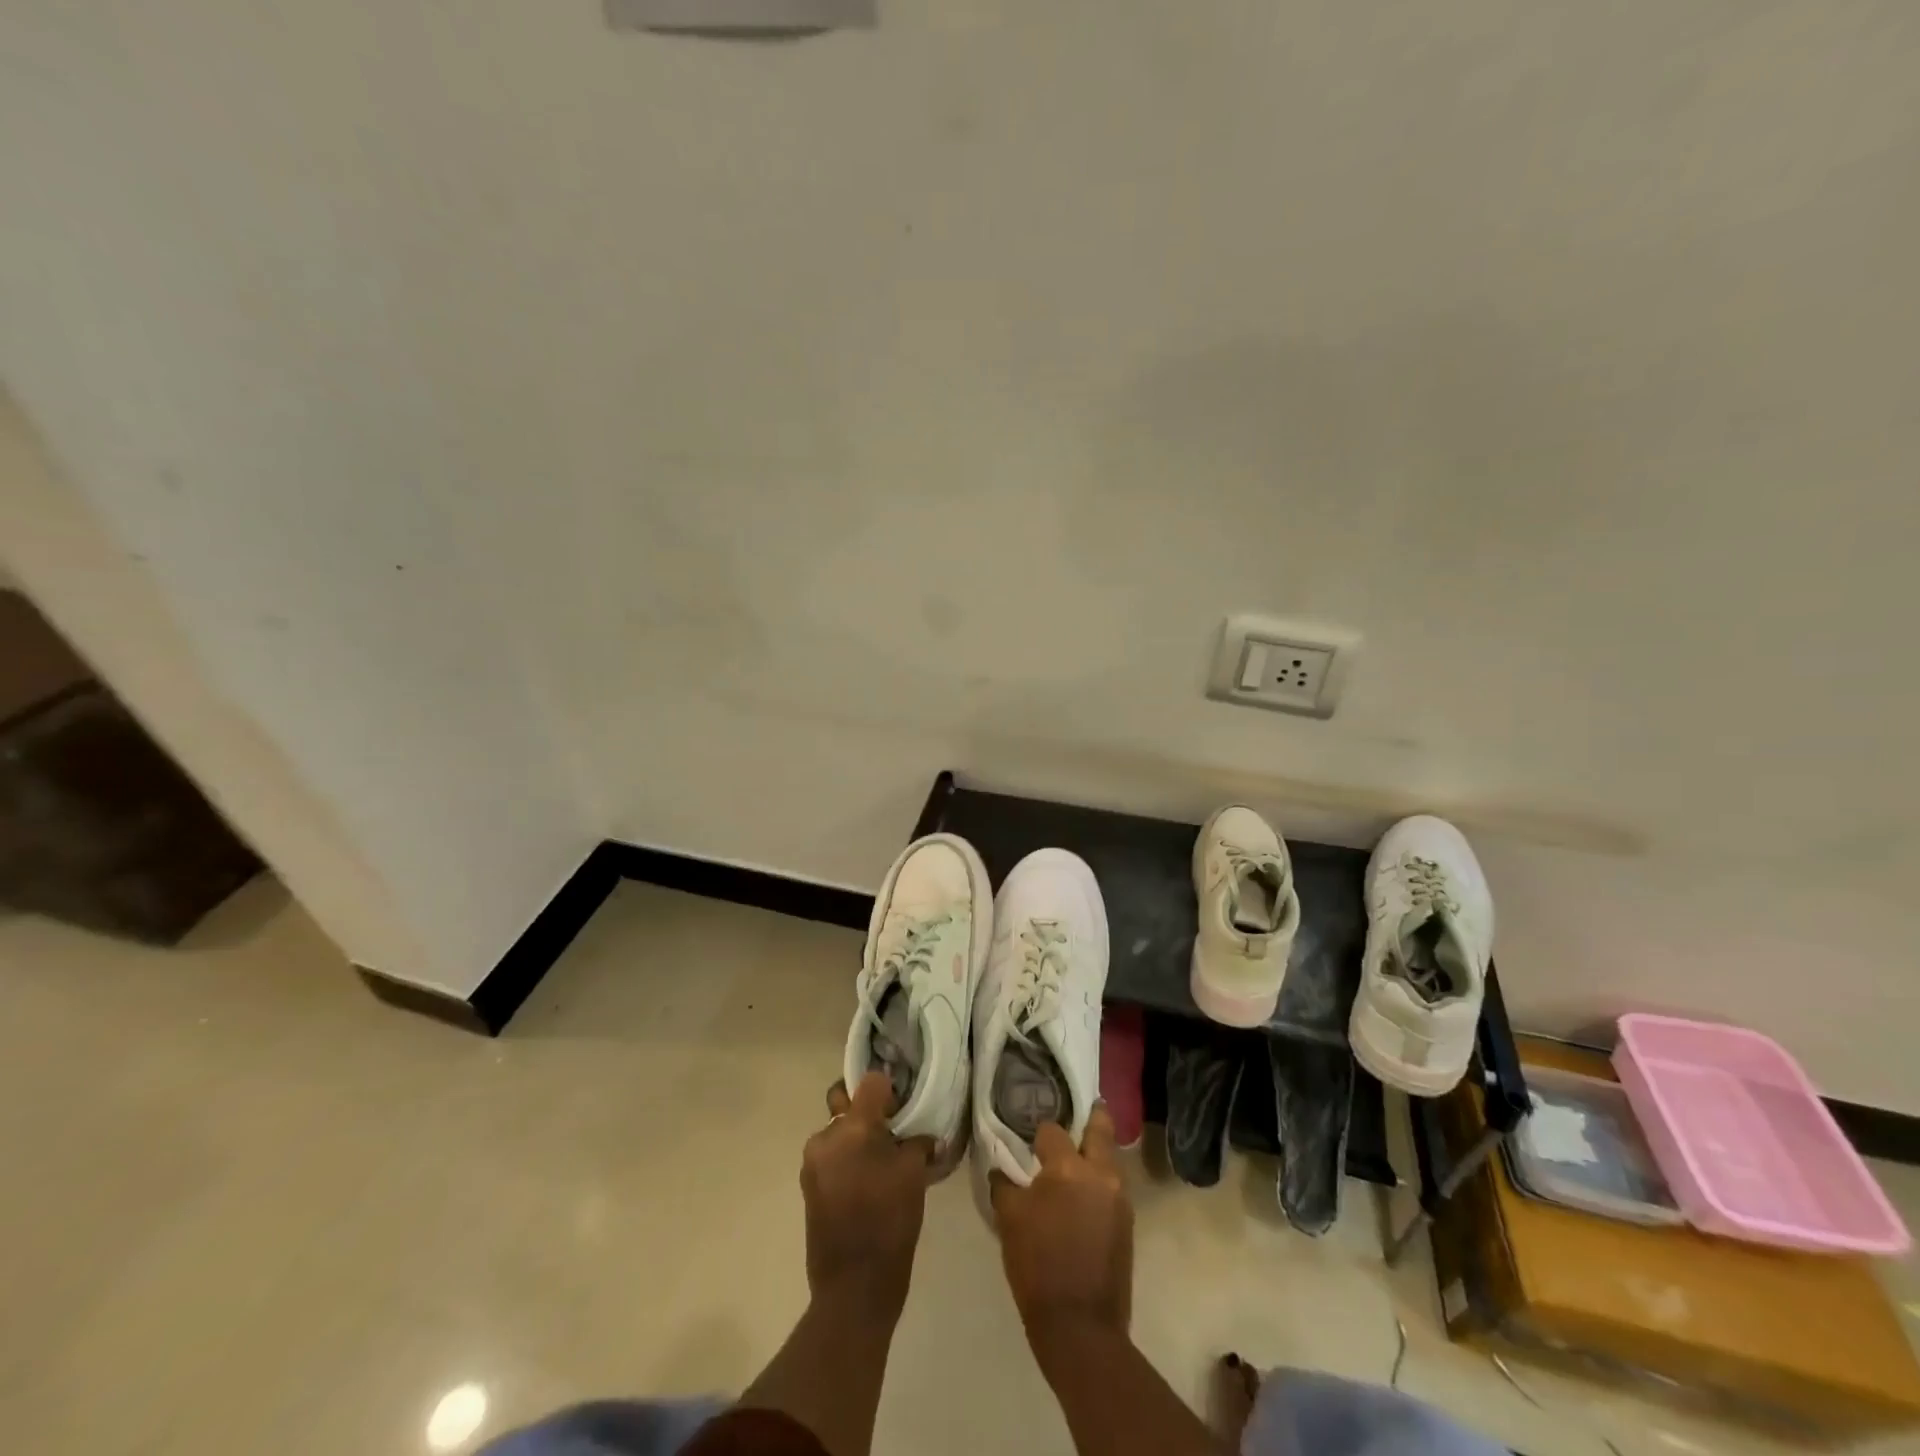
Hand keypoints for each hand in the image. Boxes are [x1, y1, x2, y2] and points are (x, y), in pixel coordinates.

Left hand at [801, 1071, 933, 1319]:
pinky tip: (869, 1183)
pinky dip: (848, 1159)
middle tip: (892, 1131)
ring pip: (838, 1131)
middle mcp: (826, 1136)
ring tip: (882, 1163)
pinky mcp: (809, 1186)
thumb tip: (920, 1135)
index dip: (890, 1090)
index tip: (903, 1108)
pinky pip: (832, 1156)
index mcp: (853, 1127)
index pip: (871, 1081)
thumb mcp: (913, 1175)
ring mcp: (813, 1162)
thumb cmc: (890, 1224)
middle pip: (847, 1103)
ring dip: (857, 1138)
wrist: (854, 1289)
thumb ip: (915, 1141)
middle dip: (868, 1112)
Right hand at [990, 1106, 1132, 1358]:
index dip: (1038, 1134)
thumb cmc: (1038, 1267)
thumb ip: (1006, 1184)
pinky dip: (1098, 1180)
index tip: (1030, 1141)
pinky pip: (1112, 1185)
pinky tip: (1081, 1193)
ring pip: (1109, 1157)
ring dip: (1094, 1151)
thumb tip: (1003, 1169)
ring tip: (1073, 1158)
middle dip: (1089, 1116)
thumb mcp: (1010, 1220)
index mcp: (1069, 1168)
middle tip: (1072, 1115)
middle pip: (1100, 1127)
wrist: (1081, 1328)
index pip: (1052, 1130)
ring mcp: (1120, 1197)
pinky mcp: (1127, 1221)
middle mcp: (1101, 1173)